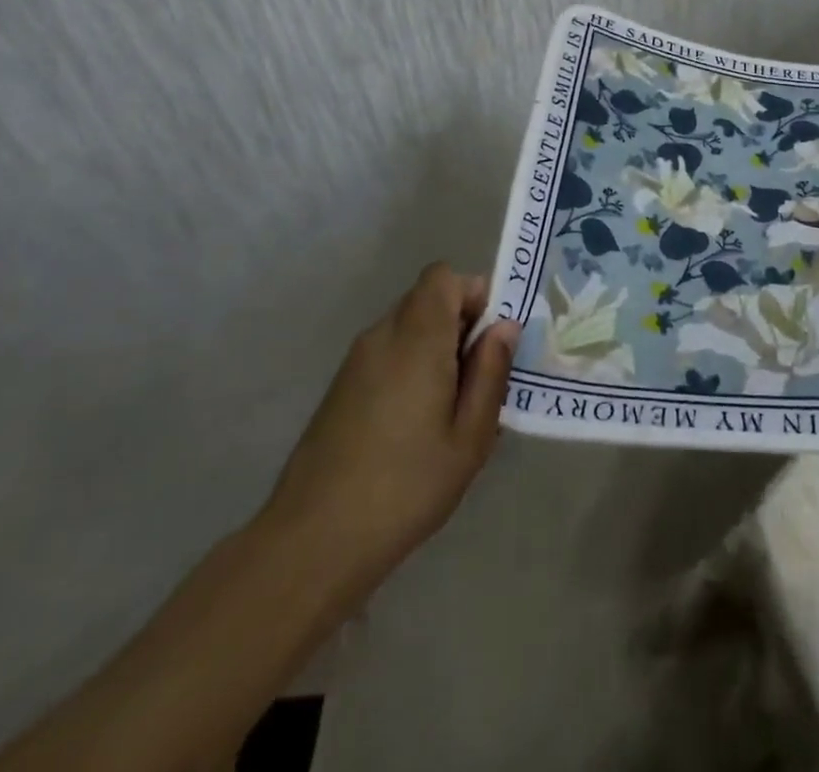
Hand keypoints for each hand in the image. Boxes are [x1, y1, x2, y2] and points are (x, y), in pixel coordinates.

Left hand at [258, 264, 519, 609]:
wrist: (314, 541)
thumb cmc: (406, 486)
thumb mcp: (470, 436)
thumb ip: (491, 372)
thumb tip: (505, 326)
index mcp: (417, 338)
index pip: (443, 276)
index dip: (472, 293)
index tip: (488, 338)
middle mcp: (382, 336)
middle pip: (426, 299)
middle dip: (459, 323)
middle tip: (477, 378)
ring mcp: (355, 361)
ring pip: (406, 326)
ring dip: (434, 346)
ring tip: (449, 407)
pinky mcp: (340, 387)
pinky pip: (386, 353)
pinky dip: (409, 366)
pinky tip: (414, 424)